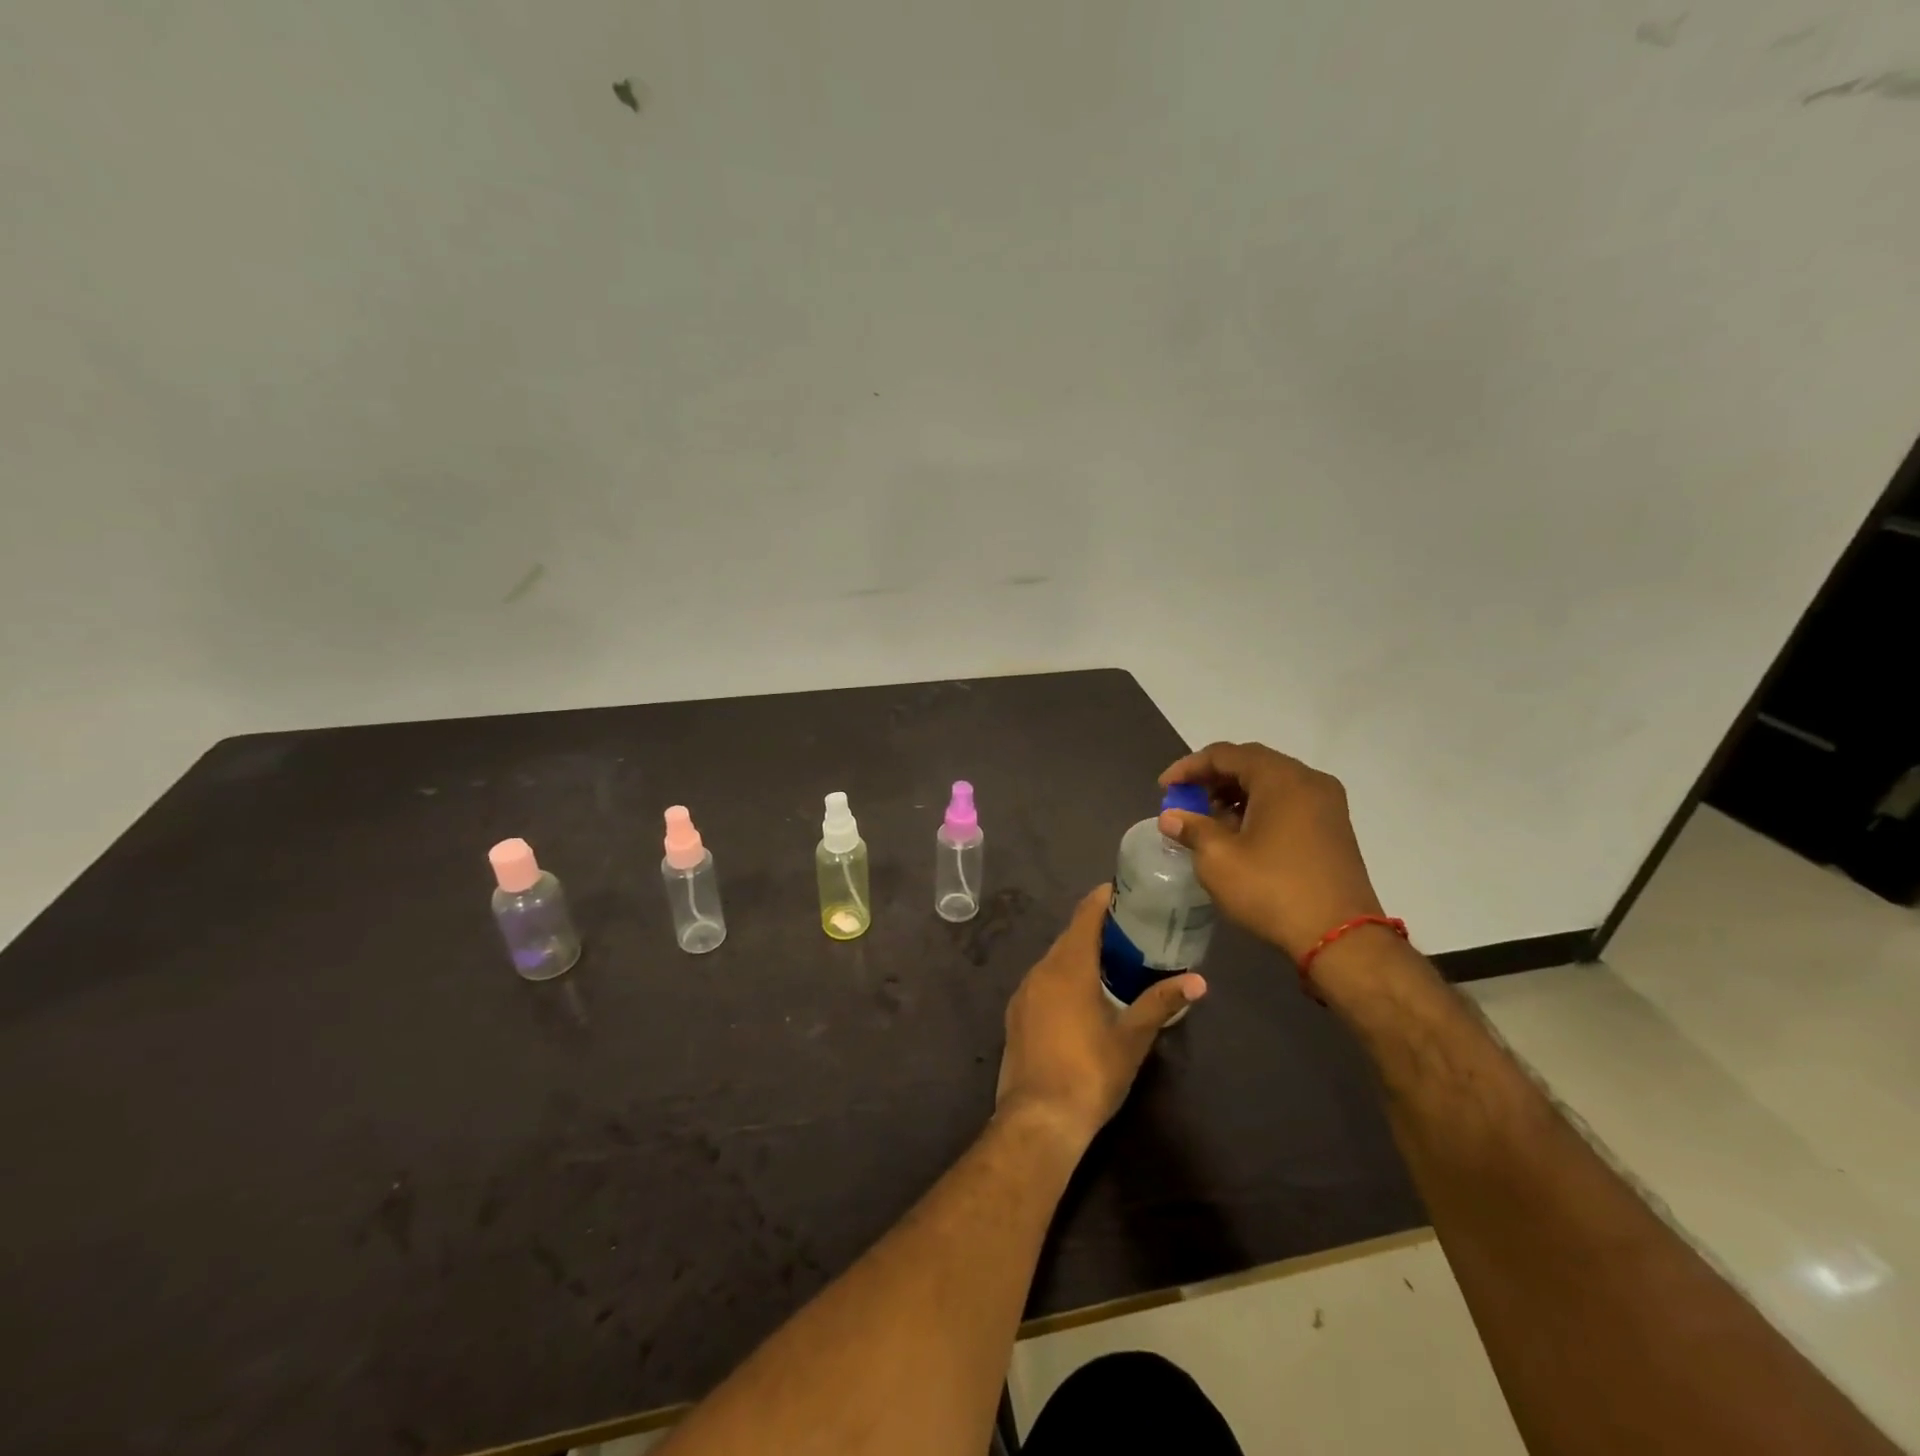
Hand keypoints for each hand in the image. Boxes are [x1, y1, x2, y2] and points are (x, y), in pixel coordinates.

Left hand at [996, 885, 1204, 1149]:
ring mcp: (1023, 993)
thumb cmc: (1090, 1073)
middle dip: (1093, 928)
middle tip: (1126, 929)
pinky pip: (1042, 982)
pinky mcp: (1015, 1015)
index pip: (1085, 917)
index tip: (1120, 891)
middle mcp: (1041, 970)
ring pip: (1053, 960)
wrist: (1038, 1118)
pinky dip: (1061, 977)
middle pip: (1068, 937)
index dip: (1101, 900)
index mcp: (1069, 967)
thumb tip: (1198, 981)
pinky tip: (1079, 995)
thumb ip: (1160, 1003)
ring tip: (1108, 960)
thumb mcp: (1132, 1038)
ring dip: (1077, 954)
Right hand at [1157, 741, 1384, 962]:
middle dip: (1212, 779)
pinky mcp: (1334, 829)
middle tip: (1185, 800)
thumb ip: (1192, 829)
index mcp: (1281, 778)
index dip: (1189, 767)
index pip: (1225, 754)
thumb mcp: (1219, 859)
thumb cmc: (1273, 889)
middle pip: (1251, 764)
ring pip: (1271, 784)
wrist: (1340, 938)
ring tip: (1207, 820)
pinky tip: (1239, 834)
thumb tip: (1171, 817)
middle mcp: (1309, 781)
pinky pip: (1288, 802)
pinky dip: (1258, 808)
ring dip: (1235, 794)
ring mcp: (1327, 805)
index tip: (1164, 789)